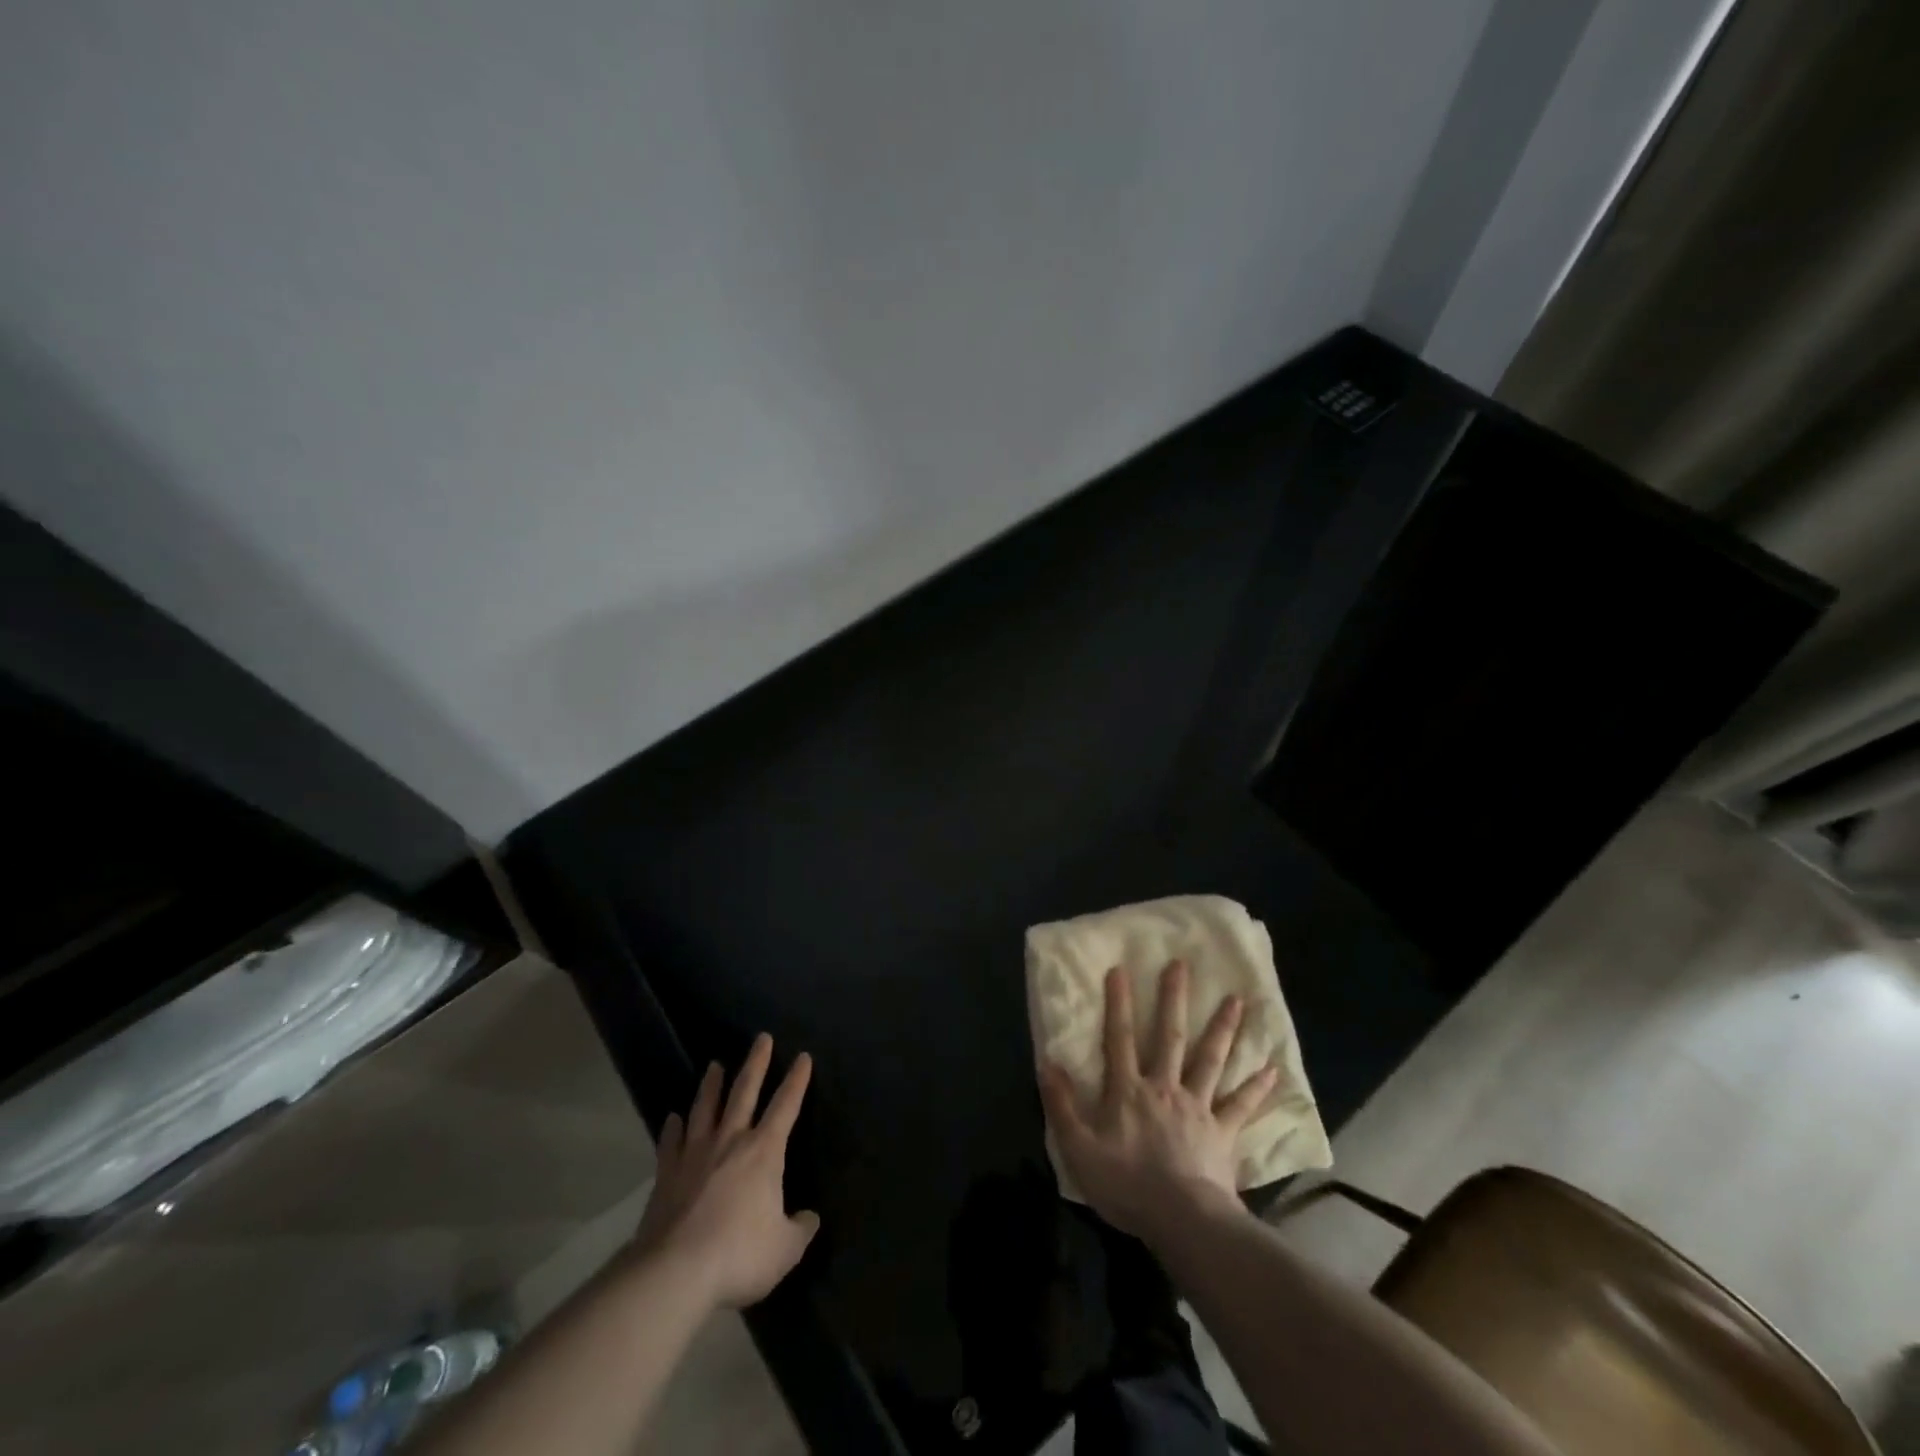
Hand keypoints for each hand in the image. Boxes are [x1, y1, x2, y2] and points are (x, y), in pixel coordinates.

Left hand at [633, 1034, 820, 1308]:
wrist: (674, 1272)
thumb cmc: (738, 1254)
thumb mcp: (785, 1249)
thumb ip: (800, 1230)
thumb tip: (810, 1218)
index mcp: (764, 1151)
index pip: (786, 1105)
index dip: (797, 1080)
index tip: (803, 1057)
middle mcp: (730, 1141)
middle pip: (744, 1091)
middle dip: (756, 1063)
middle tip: (761, 1038)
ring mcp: (694, 1154)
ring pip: (705, 1108)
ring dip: (712, 1085)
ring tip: (714, 1065)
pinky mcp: (666, 1174)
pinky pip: (670, 1142)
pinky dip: (672, 1128)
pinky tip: (673, 1118)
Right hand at [1040, 961, 1276, 1242]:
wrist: (1182, 1220)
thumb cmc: (1126, 1184)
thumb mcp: (1079, 1148)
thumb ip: (1061, 1104)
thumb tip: (1047, 1062)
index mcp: (1128, 1091)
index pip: (1119, 1038)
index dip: (1118, 1004)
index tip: (1120, 969)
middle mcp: (1164, 1087)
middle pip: (1169, 1037)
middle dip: (1173, 999)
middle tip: (1181, 965)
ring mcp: (1198, 1107)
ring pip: (1210, 1060)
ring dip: (1223, 1029)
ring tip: (1236, 1000)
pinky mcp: (1223, 1132)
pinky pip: (1241, 1106)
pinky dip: (1257, 1088)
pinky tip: (1272, 1070)